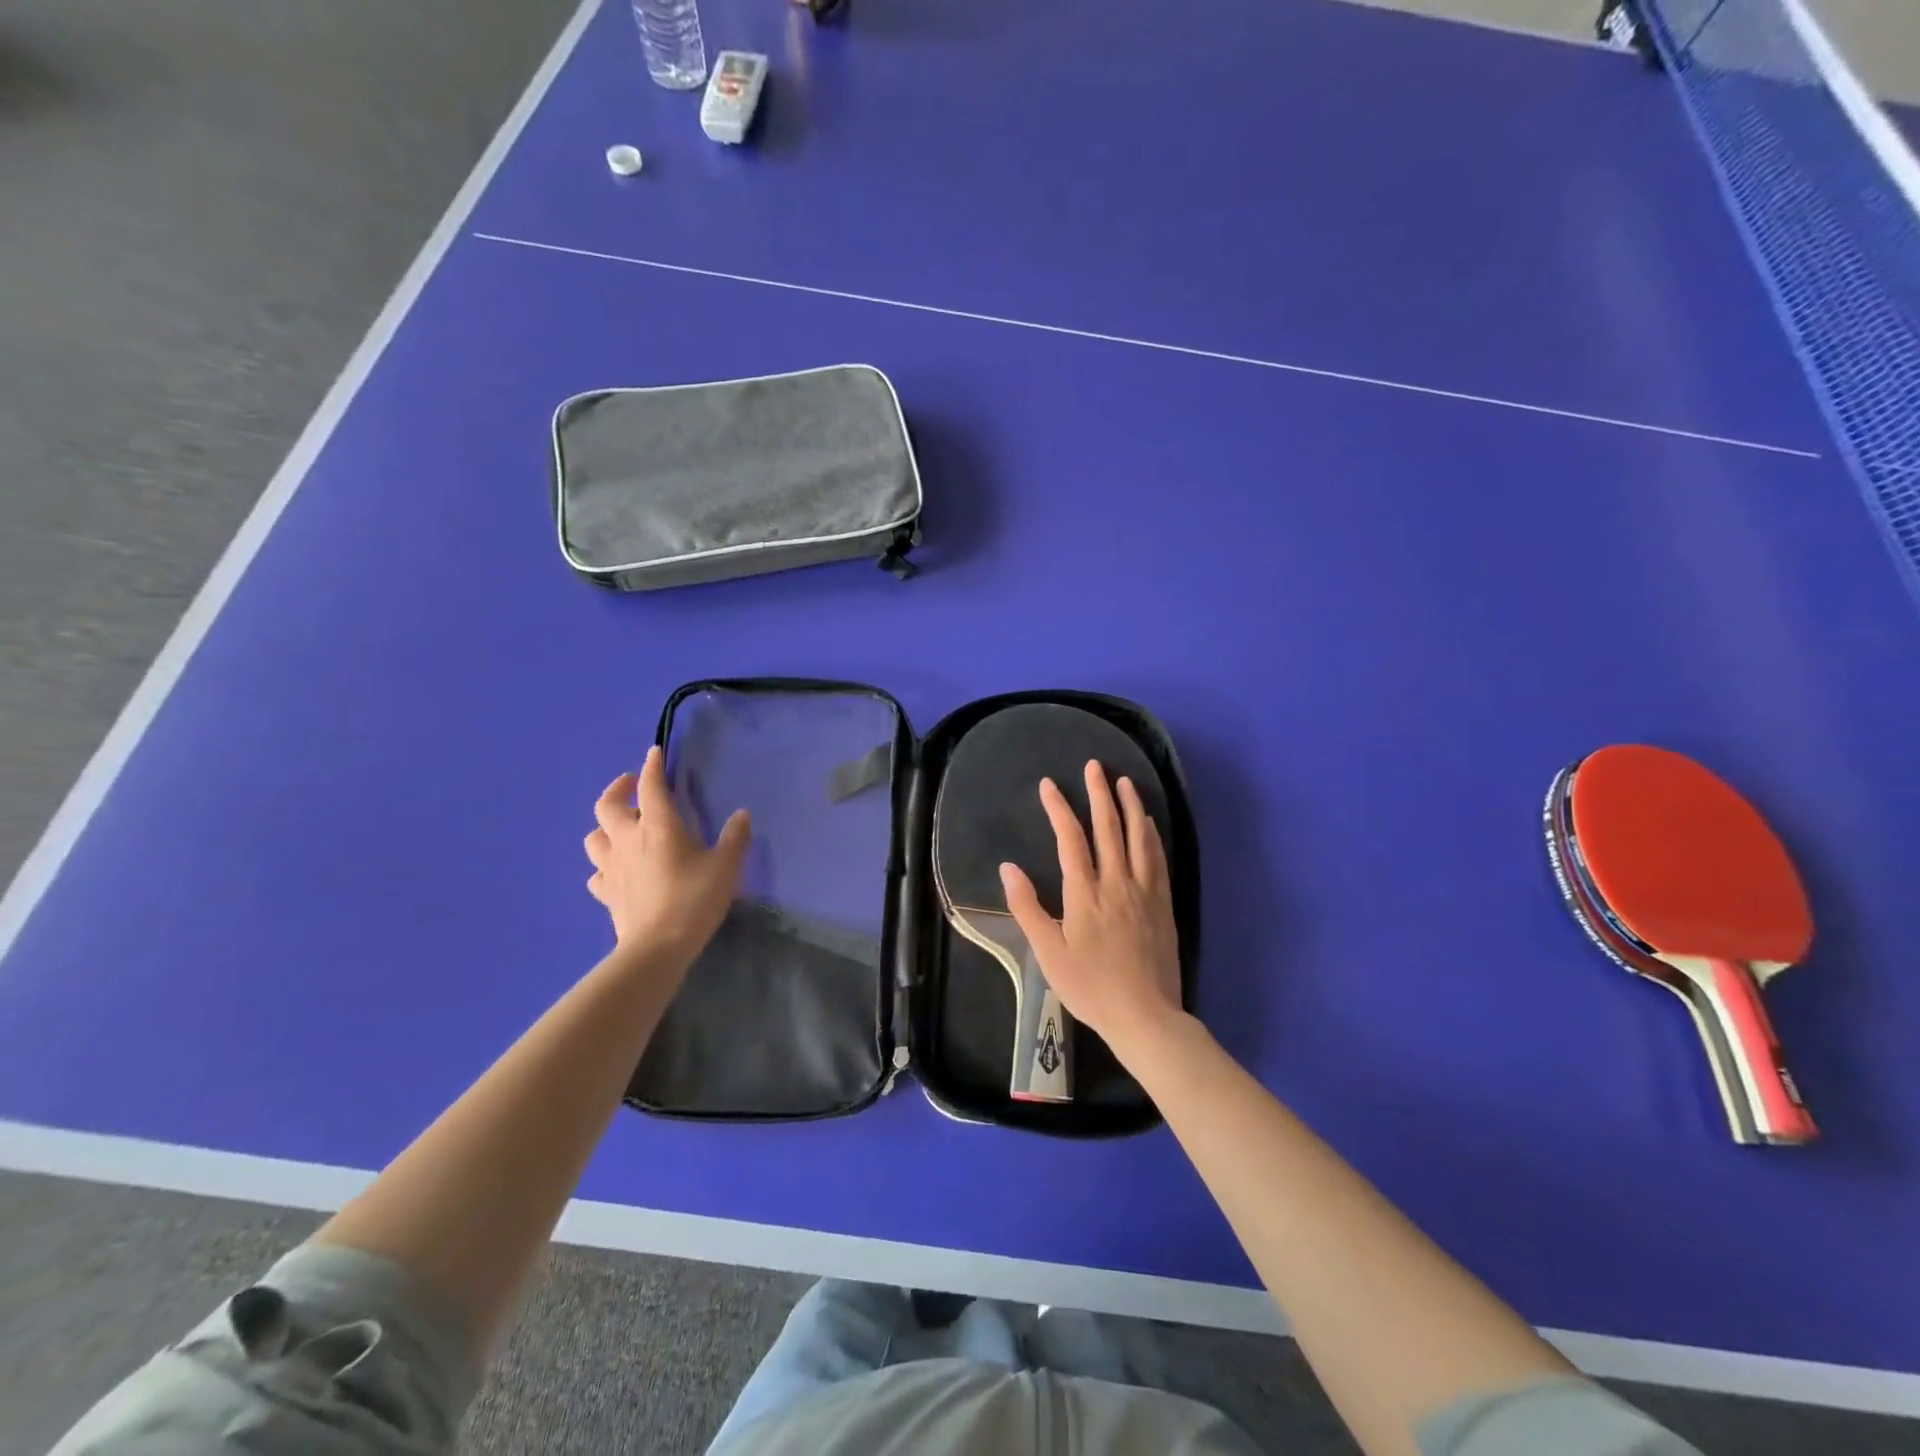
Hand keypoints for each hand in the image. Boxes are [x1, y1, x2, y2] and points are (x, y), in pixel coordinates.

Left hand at [584, 746, 750, 965]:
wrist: (657, 947)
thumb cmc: (694, 899)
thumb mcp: (726, 867)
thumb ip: (734, 838)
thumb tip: (741, 815)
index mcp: (658, 826)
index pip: (650, 785)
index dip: (652, 766)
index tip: (654, 753)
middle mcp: (628, 839)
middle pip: (607, 805)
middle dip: (618, 789)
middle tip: (631, 785)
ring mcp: (612, 867)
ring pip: (593, 837)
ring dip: (604, 827)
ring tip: (621, 827)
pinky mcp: (606, 893)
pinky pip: (597, 873)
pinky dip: (604, 865)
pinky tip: (616, 870)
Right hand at [1000, 761, 1183, 1058]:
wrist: (1144, 1015)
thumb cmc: (1090, 986)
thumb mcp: (1048, 952)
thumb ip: (1027, 908)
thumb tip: (1008, 867)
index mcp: (1085, 892)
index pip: (1070, 838)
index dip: (1059, 808)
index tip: (1049, 784)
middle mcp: (1116, 882)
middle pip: (1108, 828)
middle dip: (1099, 794)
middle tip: (1094, 766)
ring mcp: (1144, 891)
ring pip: (1138, 837)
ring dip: (1131, 806)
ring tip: (1125, 782)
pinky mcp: (1163, 903)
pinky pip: (1158, 859)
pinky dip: (1152, 835)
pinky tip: (1149, 824)